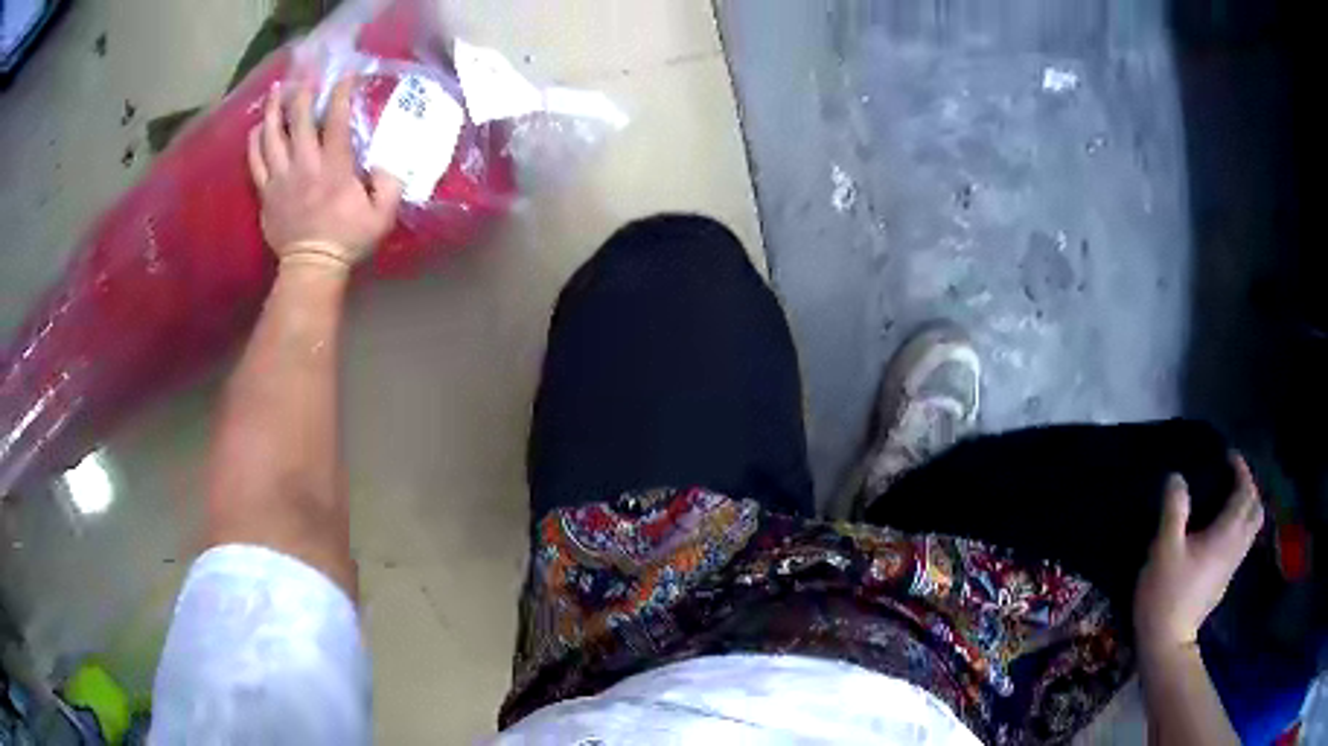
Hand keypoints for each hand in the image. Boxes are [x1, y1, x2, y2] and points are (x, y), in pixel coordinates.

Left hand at [248, 78, 402, 270]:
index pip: (336, 120)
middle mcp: (305, 165)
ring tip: (276, 91)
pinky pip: (255, 162)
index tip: (345, 75)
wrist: (311, 269)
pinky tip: (257, 128)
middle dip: (302, 93)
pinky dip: (254, 142)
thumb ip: (389, 185)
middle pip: (299, 119)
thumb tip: (383, 163)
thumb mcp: (382, 216)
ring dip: (274, 110)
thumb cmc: (347, 240)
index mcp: (334, 167)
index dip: (340, 93)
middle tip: (305, 76)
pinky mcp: (266, 192)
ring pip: (272, 135)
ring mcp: (281, 178)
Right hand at [1134, 455, 1263, 654]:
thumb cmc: (1166, 594)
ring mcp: (1232, 567)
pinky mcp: (1224, 581)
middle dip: (1249, 489)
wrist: (1167, 645)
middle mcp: (1236, 546)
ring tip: (1229, 502)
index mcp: (1227, 534)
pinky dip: (1239, 528)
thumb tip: (1178, 478)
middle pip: (1256, 510)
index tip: (1228, 457)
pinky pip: (1242, 544)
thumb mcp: (1164, 549)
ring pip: (1251, 529)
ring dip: (1246, 509)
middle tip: (1233, 479)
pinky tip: (1221, 533)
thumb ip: (1174, 510)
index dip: (1241, 469)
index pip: (1246, 492)